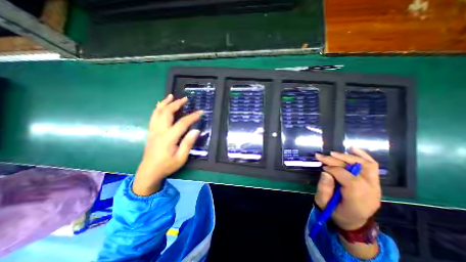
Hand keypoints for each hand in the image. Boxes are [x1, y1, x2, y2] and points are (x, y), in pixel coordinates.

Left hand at [133, 93, 201, 194]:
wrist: (149, 171)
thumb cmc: (167, 165)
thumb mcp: (181, 158)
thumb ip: (188, 143)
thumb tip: (196, 130)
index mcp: (169, 138)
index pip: (182, 123)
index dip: (192, 116)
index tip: (200, 112)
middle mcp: (160, 131)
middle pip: (167, 113)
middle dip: (176, 104)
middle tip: (185, 99)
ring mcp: (153, 130)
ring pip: (158, 112)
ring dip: (165, 103)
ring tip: (171, 96)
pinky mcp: (151, 131)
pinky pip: (153, 116)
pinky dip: (157, 108)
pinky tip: (160, 104)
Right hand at [313, 148, 381, 230]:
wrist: (354, 222)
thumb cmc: (336, 213)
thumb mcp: (323, 203)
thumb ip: (323, 188)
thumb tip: (325, 171)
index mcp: (357, 200)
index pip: (349, 178)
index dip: (333, 169)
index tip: (322, 168)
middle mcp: (371, 192)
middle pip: (356, 169)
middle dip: (336, 160)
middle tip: (321, 156)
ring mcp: (376, 187)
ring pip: (366, 165)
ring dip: (348, 157)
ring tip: (332, 153)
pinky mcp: (375, 183)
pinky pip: (372, 166)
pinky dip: (363, 156)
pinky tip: (353, 149)